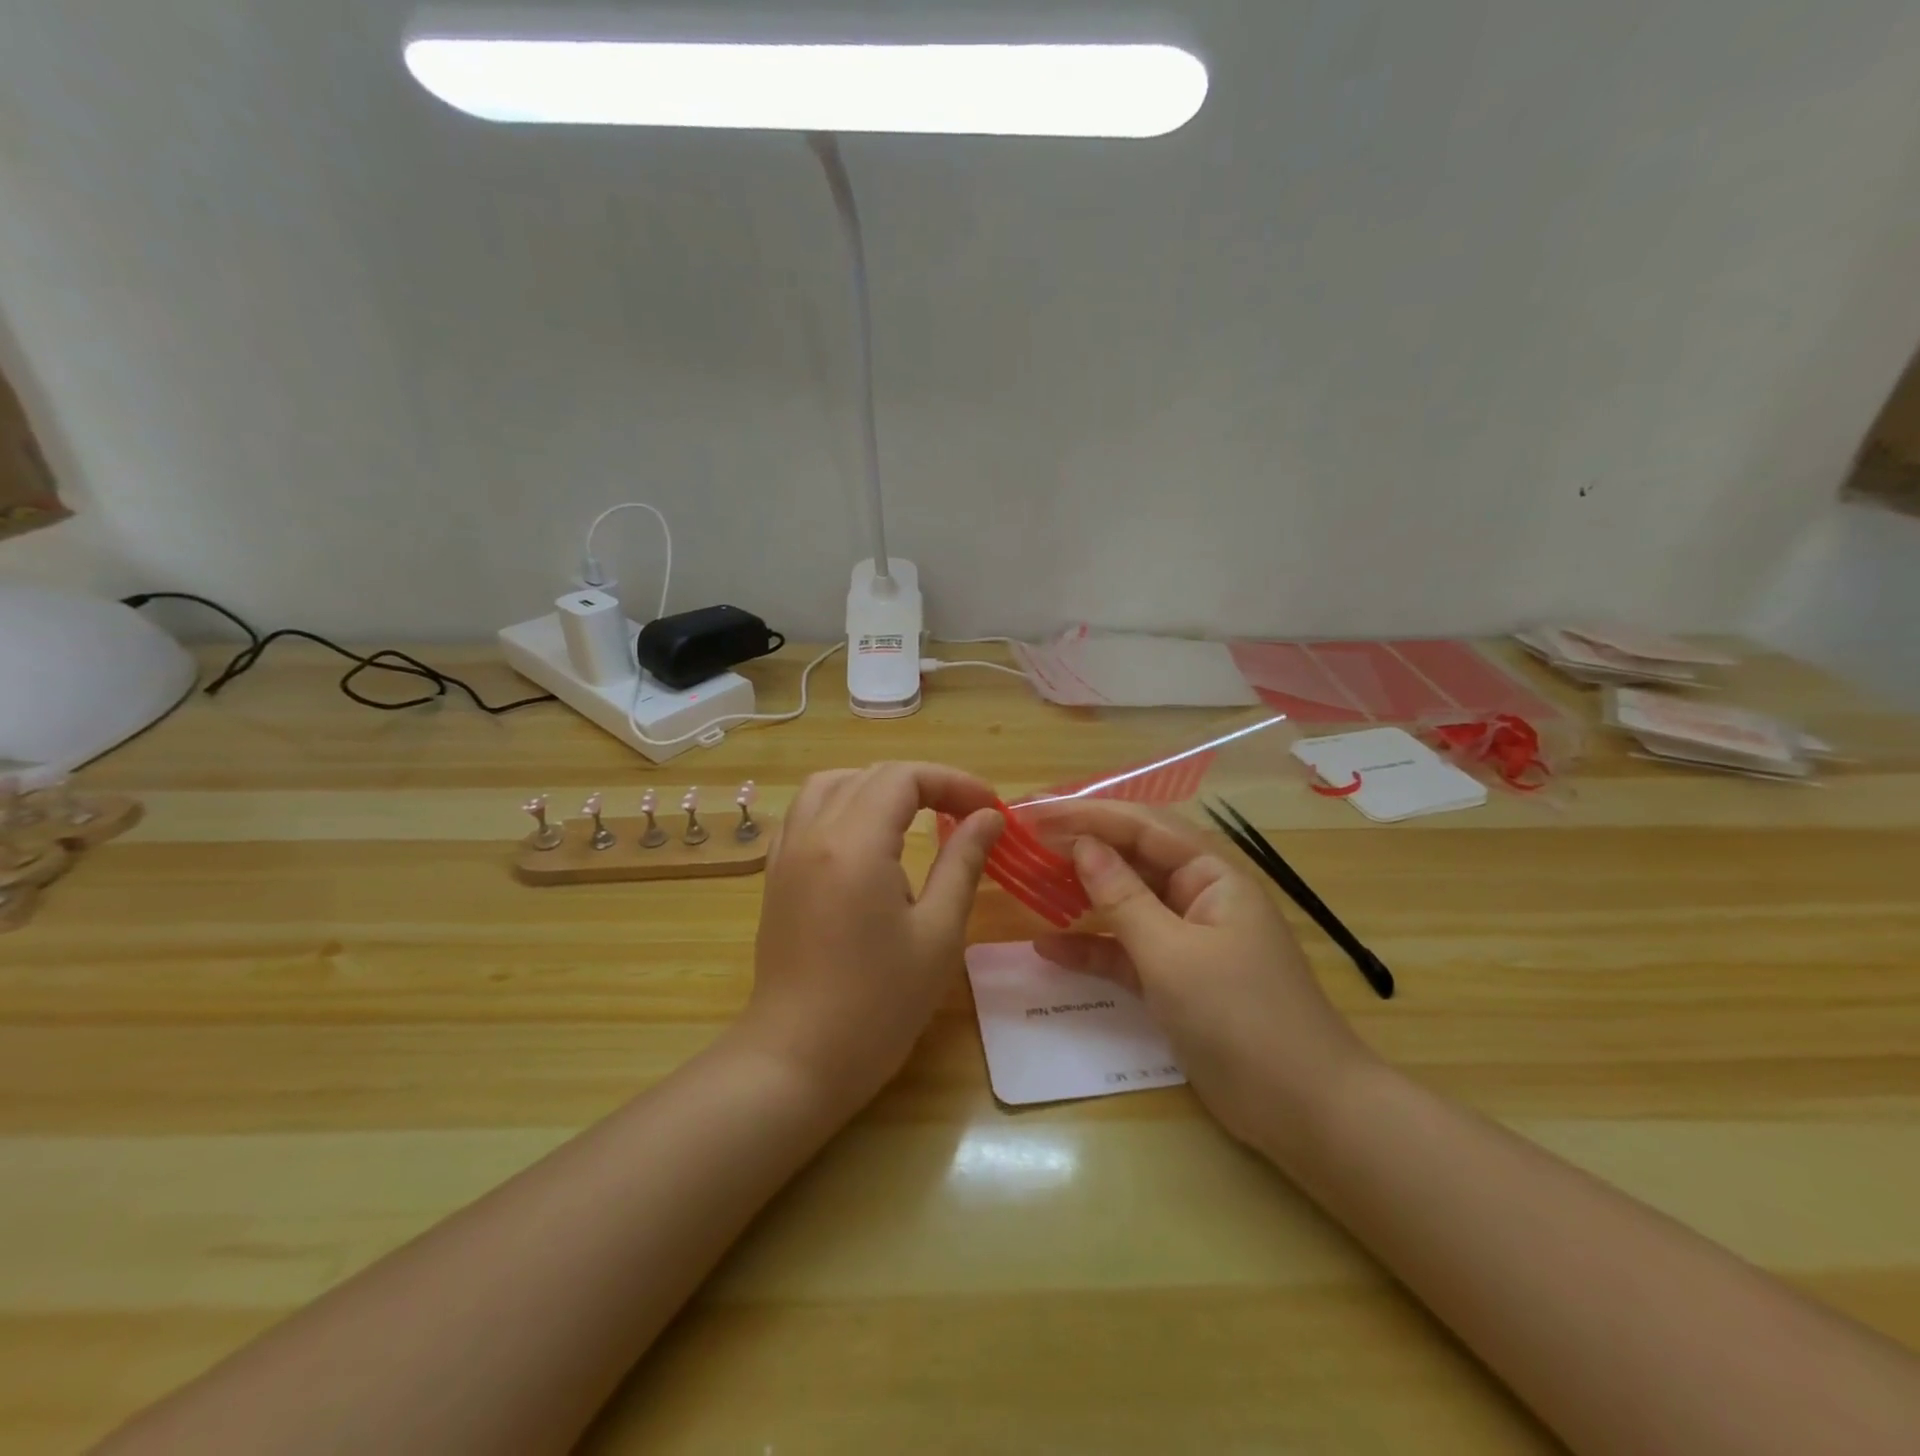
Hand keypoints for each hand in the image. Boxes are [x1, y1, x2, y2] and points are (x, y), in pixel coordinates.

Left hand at [737, 762, 1003, 1114]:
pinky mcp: (776, 875)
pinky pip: (805, 813)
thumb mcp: (937, 933)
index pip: (904, 778)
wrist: (797, 1060)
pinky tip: (864, 838)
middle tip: (965, 813)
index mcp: (854, 843)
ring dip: (877, 787)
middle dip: (923, 783)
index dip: (952, 782)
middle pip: (870, 776)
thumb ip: (962, 863)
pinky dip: (841, 805)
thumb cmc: (878, 1004)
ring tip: (915, 815)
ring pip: (830, 785)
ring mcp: (787, 853)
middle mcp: (814, 833)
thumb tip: (987, 817)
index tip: (990, 807)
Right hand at [1030, 800, 1373, 1151]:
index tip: (1036, 814)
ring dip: (1081, 896)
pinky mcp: (1176, 979)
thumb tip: (1082, 846)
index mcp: (1212, 875)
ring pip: (1126, 904)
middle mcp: (1199, 896)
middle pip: (1133, 859)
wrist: (1303, 1111)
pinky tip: (1047, 948)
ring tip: (1028, 885)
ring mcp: (1187, 939)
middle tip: (1026, 843)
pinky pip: (1127, 950)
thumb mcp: (1172, 954)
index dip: (1088, 815)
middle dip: (1081, 849)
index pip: (1143, 826)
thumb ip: (1122, 898)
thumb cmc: (1240, 1017)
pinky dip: (1092, 948)